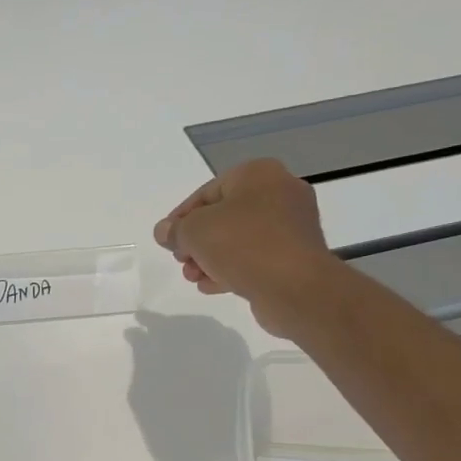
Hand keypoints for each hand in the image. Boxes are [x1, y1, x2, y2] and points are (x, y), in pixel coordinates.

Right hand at [154, 160, 339, 338]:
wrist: (295, 287)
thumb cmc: (243, 245)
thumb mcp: (195, 231)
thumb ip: (175, 230)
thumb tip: (165, 232)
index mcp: (258, 174)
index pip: (208, 192)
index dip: (181, 216)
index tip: (166, 239)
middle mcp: (280, 193)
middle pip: (224, 216)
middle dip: (197, 241)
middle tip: (181, 260)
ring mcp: (292, 226)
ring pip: (239, 239)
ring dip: (211, 258)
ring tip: (192, 277)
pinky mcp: (295, 256)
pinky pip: (256, 257)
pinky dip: (232, 268)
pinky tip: (211, 286)